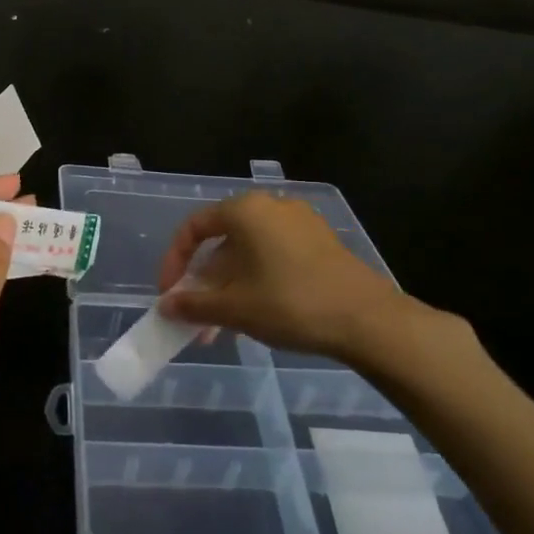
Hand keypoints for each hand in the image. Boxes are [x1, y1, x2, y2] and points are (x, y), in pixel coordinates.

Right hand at [157, 192, 471, 385]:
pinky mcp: (320, 242)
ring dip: (228, 286)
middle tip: (195, 317)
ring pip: (248, 252)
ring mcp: (299, 223)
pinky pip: (273, 256)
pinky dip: (255, 280)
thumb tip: (165, 306)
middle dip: (203, 282)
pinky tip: (254, 314)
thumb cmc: (291, 304)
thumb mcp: (234, 307)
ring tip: (221, 327)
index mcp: (245, 210)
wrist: (368, 320)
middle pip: (221, 241)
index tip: (170, 295)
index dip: (174, 262)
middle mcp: (271, 206)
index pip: (194, 228)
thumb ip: (193, 304)